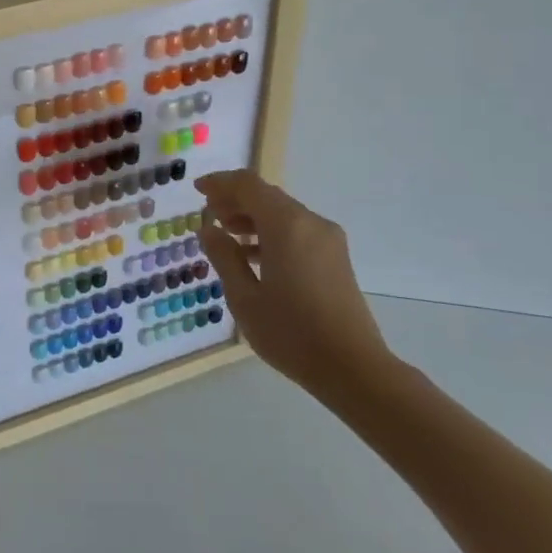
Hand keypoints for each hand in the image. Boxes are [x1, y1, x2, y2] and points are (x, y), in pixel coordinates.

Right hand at [195, 170, 393, 401]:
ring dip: (253, 217)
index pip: (248, 185)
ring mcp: (328, 240)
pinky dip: (271, 233)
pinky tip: (253, 256)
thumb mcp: (244, 297)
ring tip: (226, 235)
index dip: (220, 183)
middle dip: (235, 200)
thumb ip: (223, 257)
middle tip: (209, 216)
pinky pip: (297, 231)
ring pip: (283, 213)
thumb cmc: (291, 333)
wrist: (354, 369)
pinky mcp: (335, 258)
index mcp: (286, 225)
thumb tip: (209, 230)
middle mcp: (310, 223)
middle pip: (267, 196)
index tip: (197, 191)